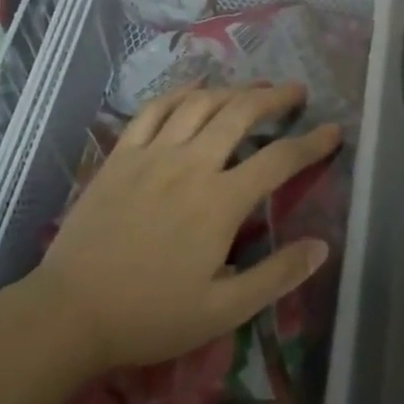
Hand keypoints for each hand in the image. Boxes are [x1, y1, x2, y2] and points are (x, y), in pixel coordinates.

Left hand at [29, 82, 341, 376]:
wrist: (70, 313)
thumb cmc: (150, 316)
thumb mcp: (223, 311)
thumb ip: (276, 277)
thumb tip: (322, 246)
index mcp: (220, 202)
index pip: (279, 160)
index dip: (312, 143)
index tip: (334, 130)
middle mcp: (191, 165)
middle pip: (240, 114)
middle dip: (274, 97)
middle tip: (295, 91)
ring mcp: (152, 155)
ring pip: (200, 104)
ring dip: (232, 89)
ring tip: (252, 87)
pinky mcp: (121, 156)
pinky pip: (153, 110)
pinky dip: (179, 93)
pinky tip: (194, 89)